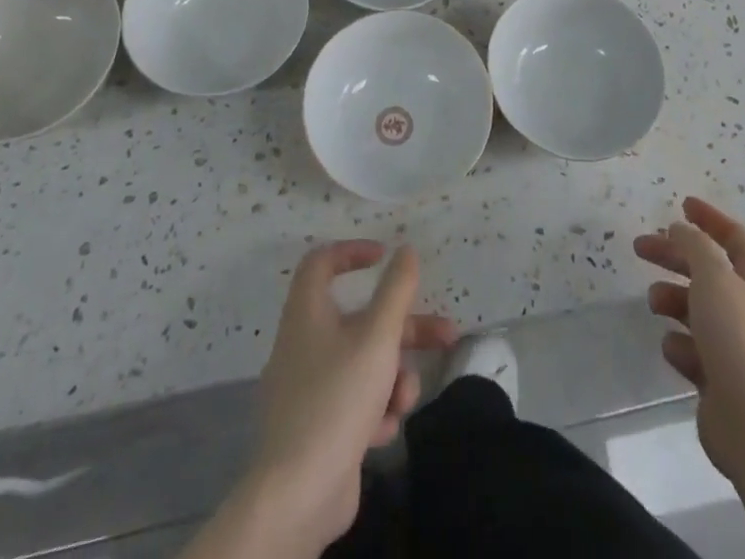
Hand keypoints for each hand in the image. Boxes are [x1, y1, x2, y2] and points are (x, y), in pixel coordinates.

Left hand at [248, 241, 456, 553]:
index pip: (322, 262)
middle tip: (446, 334)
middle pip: (361, 319)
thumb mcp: (377, 337)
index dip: (353, 251)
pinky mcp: (320, 426)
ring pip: (365, 364)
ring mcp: (310, 388)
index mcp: (308, 312)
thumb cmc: (337, 398)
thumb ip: (396, 291)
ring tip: (404, 399)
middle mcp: (305, 343)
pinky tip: (383, 430)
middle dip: (406, 329)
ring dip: (394, 377)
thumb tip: (405, 250)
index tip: (385, 256)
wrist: (298, 493)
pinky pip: (356, 401)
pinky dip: (375, 409)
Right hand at [634, 197, 744, 481]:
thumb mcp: (713, 276)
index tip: (681, 204)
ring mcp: (738, 345)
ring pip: (697, 308)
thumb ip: (694, 246)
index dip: (709, 218)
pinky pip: (694, 349)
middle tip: (640, 247)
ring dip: (672, 299)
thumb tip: (681, 229)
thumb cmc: (737, 338)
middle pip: (708, 269)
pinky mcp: (722, 378)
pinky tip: (674, 349)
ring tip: (654, 303)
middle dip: (674, 256)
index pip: (734, 236)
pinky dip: (680, 343)